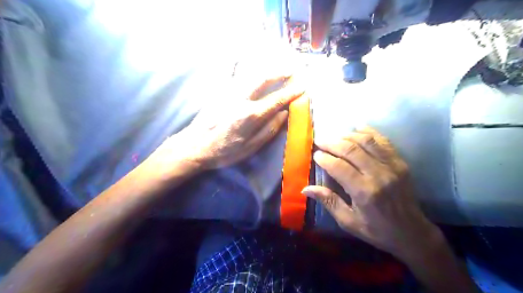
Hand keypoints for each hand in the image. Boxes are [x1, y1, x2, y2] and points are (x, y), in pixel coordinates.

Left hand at [169, 73, 304, 168]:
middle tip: (291, 70)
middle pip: (262, 79)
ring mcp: (227, 93)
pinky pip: (232, 74)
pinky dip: (239, 65)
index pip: (276, 100)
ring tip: (275, 67)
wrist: (194, 146)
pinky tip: (242, 59)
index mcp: (250, 115)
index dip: (290, 92)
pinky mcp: (218, 92)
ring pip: (249, 74)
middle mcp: (240, 99)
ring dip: (264, 69)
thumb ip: (268, 130)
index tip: (302, 86)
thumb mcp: (250, 147)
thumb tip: (284, 114)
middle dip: (279, 72)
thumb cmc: (224, 151)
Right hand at [303, 127, 439, 259]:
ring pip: (366, 141)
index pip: (339, 167)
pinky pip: (383, 141)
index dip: (325, 158)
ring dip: (348, 135)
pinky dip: (369, 132)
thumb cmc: (376, 230)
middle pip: (351, 150)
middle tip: (320, 140)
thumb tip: (305, 189)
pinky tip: (358, 128)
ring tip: (335, 136)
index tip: (316, 154)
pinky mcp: (400, 162)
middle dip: (332, 143)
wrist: (412, 232)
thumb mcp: (348, 222)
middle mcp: (378, 175)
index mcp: (364, 192)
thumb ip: (328, 201)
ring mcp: (392, 166)